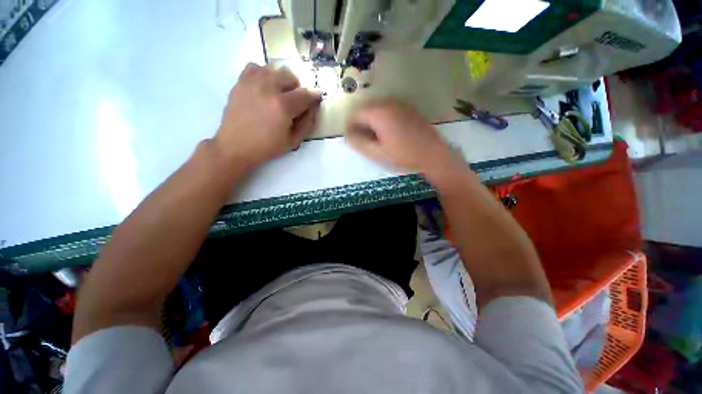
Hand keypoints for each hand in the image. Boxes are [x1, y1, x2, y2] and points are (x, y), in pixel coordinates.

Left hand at [214, 63, 321, 168]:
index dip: (314, 95)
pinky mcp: (240, 82)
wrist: (236, 145)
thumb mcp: (294, 141)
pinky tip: (263, 86)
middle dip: (297, 87)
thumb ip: (307, 123)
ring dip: (282, 79)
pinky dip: (263, 73)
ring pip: (274, 68)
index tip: (316, 98)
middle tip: (294, 101)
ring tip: (279, 93)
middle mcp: (268, 88)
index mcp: (283, 106)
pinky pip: (255, 66)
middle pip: (291, 75)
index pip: (306, 93)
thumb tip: (313, 108)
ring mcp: (252, 82)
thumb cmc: (267, 146)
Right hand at [346, 101, 460, 176]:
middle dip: (360, 123)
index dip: (349, 126)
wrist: (432, 155)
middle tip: (360, 139)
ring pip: (378, 109)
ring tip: (373, 137)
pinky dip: (382, 119)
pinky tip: (387, 133)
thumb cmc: (403, 156)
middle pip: (366, 109)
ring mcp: (401, 105)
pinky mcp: (409, 110)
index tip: (349, 138)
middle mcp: (389, 104)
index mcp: (379, 114)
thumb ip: (359, 143)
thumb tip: (347, 136)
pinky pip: (389, 110)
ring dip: (371, 121)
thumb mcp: (377, 153)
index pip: (356, 114)